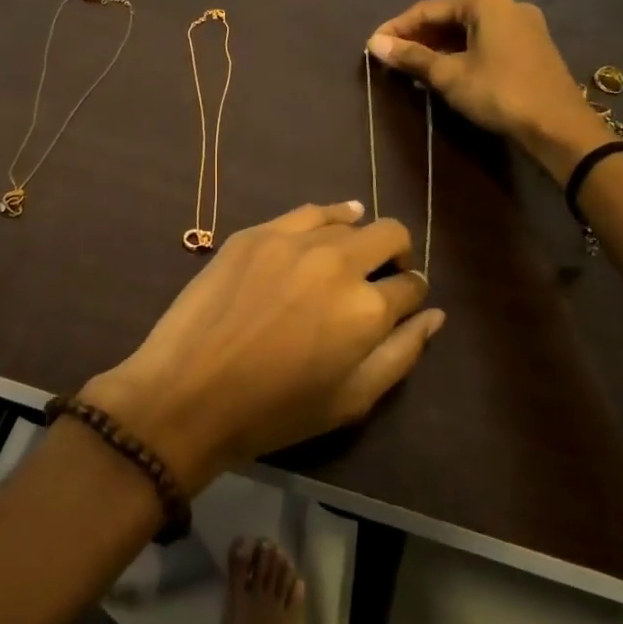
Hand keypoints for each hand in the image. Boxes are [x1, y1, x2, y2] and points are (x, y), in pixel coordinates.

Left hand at [82, 202, 441, 491]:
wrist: (189, 392)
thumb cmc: (275, 411)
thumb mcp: (351, 400)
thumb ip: (401, 354)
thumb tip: (434, 316)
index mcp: (367, 309)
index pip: (412, 287)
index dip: (412, 295)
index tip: (403, 304)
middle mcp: (338, 263)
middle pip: (390, 235)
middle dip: (397, 255)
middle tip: (383, 276)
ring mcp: (294, 241)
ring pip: (350, 220)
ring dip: (361, 237)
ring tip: (351, 256)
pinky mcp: (258, 232)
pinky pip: (308, 212)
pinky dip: (330, 216)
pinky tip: (334, 223)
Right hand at [367, 0, 611, 183]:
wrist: (559, 127)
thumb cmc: (499, 93)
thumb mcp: (449, 76)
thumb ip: (411, 57)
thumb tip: (374, 44)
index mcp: (486, 2)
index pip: (428, 9)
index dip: (397, 28)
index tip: (372, 45)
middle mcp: (506, 4)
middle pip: (449, 17)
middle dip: (418, 38)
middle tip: (390, 58)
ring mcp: (523, 25)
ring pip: (468, 31)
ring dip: (438, 48)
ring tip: (411, 67)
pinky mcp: (531, 46)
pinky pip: (485, 42)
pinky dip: (461, 53)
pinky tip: (444, 71)